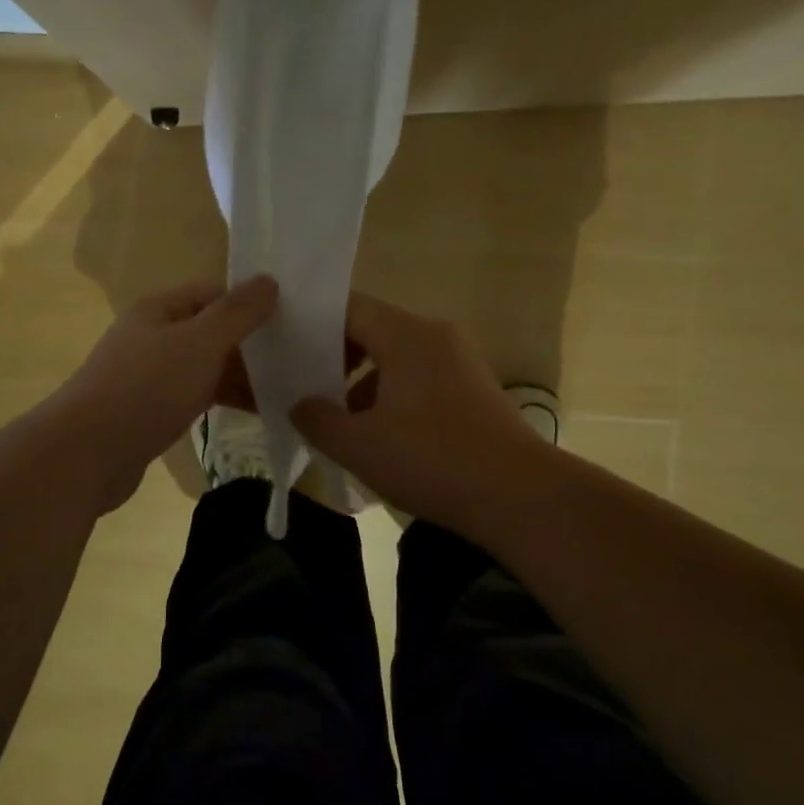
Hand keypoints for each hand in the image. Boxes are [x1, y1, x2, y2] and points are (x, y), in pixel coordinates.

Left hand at [51, 276, 277, 511]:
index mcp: (159, 310)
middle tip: (300, 357)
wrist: (86, 454)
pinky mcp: (151, 412)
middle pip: (211, 331)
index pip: (214, 293)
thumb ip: (236, 313)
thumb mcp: (199, 343)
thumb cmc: (145, 389)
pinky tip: (256, 412)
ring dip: (241, 375)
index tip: (293, 319)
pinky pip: (196, 396)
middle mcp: (153, 337)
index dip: (251, 301)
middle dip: (251, 343)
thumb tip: (269, 280)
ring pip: (206, 367)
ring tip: (289, 387)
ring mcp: (150, 376)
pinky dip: (224, 400)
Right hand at [291, 292, 544, 536]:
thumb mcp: (359, 445)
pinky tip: (377, 436)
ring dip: (361, 382)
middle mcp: (434, 335)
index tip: (282, 349)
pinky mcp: (472, 390)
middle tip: (300, 387)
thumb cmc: (432, 460)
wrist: (520, 496)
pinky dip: (390, 396)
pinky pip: (418, 378)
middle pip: (371, 329)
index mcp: (406, 334)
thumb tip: (299, 405)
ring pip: (394, 357)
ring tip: (335, 419)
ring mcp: (458, 361)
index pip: (347, 308)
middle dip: (333, 357)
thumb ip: (317, 419)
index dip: (310, 324)